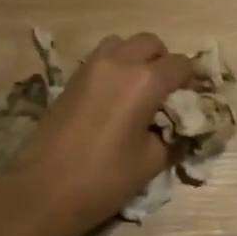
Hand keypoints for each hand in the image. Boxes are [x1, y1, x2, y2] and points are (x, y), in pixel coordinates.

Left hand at [0, 32, 193, 235]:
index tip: (196, 98)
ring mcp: (91, 67)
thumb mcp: (151, 161)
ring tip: (140, 91)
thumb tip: (180, 125)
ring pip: (123, 44)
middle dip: (165, 62)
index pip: (181, 64)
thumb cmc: (102, 180)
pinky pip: (103, 58)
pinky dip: (116, 67)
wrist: (40, 191)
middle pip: (151, 44)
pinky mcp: (71, 78)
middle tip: (168, 93)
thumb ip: (173, 135)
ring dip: (137, 59)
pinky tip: (116, 99)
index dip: (194, 79)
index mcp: (145, 81)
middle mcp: (119, 62)